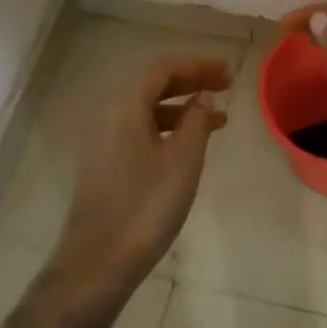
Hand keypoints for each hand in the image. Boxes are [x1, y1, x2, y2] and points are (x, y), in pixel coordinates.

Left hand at [55, 58, 231, 302]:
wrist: (99, 261)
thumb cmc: (146, 205)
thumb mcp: (184, 159)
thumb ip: (196, 120)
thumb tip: (203, 97)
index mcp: (125, 107)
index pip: (162, 69)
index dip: (197, 66)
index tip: (227, 72)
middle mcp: (108, 116)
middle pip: (152, 85)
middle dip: (190, 82)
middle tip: (225, 86)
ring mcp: (102, 141)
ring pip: (146, 109)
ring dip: (181, 107)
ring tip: (217, 119)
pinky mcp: (103, 164)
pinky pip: (139, 130)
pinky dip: (167, 128)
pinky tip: (189, 145)